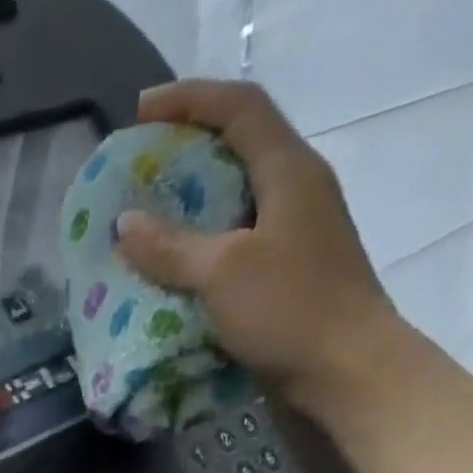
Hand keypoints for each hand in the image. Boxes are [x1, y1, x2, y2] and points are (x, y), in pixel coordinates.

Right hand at [116, 80, 411, 417]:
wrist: (347, 371)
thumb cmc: (290, 310)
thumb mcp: (223, 273)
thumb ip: (172, 247)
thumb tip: (125, 224)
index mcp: (290, 171)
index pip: (239, 109)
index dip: (189, 101)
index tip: (141, 114)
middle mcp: (297, 193)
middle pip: (240, 151)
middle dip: (188, 154)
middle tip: (143, 173)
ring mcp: (296, 237)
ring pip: (238, 204)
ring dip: (194, 209)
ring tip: (151, 225)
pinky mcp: (289, 278)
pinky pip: (238, 248)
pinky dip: (204, 252)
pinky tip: (177, 274)